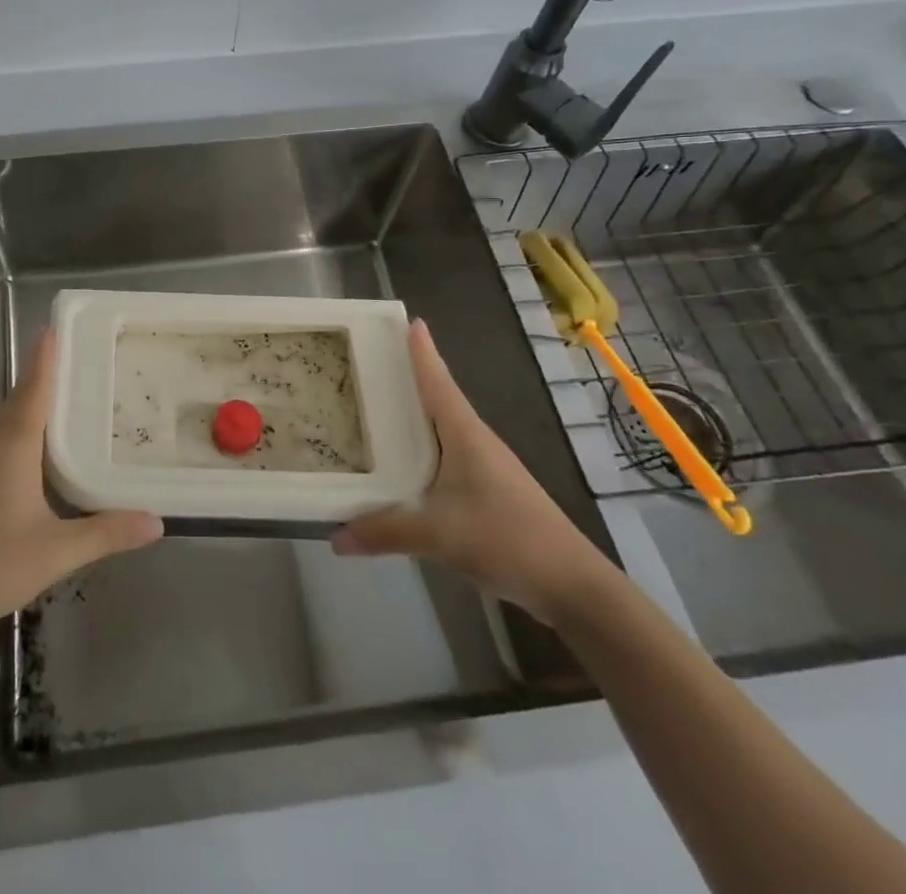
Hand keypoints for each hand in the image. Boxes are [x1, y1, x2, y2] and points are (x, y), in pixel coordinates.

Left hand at [0, 330, 162, 638]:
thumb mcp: (57, 552)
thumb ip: (107, 533)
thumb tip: (157, 522)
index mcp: (13, 446)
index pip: (34, 387)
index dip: (45, 356)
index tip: (56, 325)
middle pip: (20, 397)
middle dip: (45, 372)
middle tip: (79, 356)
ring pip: (7, 418)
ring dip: (32, 399)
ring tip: (66, 393)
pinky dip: (21, 425)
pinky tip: (37, 445)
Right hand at [332, 319, 614, 624]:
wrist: (572, 585)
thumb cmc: (507, 537)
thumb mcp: (439, 535)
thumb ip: (385, 531)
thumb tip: (334, 537)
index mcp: (464, 434)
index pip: (438, 381)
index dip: (422, 352)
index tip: (410, 320)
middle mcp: (474, 442)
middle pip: (436, 399)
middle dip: (407, 380)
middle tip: (370, 363)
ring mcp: (484, 468)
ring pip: (440, 432)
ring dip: (413, 419)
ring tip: (376, 410)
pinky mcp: (487, 493)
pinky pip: (444, 460)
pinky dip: (420, 453)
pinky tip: (402, 467)